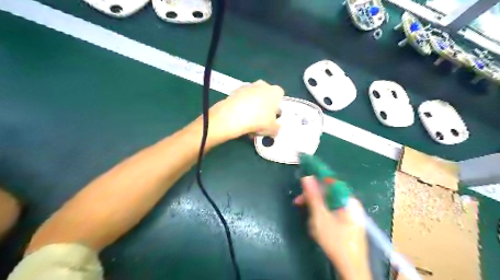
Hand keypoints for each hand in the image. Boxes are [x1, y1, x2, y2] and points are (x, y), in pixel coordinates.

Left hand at [208, 80, 284, 141]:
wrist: (233, 116)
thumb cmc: (259, 120)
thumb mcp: (272, 129)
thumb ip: (277, 128)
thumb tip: (276, 127)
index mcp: (275, 91)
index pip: (280, 97)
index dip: (277, 108)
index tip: (272, 118)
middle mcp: (263, 84)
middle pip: (266, 96)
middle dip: (264, 107)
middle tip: (260, 122)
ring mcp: (248, 86)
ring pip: (253, 98)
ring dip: (252, 108)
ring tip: (248, 124)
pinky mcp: (235, 90)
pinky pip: (242, 100)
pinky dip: (242, 107)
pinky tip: (239, 119)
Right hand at [294, 178, 372, 279]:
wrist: (351, 269)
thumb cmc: (335, 241)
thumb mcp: (320, 217)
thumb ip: (313, 196)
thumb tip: (307, 177)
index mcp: (347, 200)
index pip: (330, 182)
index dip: (315, 180)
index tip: (301, 184)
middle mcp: (351, 204)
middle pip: (328, 193)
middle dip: (312, 198)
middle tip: (298, 203)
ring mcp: (350, 214)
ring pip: (328, 204)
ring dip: (316, 210)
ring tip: (310, 223)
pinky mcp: (348, 223)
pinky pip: (332, 213)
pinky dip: (322, 217)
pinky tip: (317, 227)